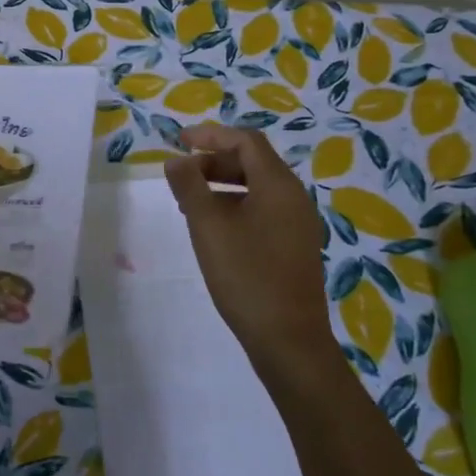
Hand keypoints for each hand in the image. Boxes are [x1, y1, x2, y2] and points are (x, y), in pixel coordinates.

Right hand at [165, 124, 333, 375]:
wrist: (289, 340)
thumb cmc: (246, 276)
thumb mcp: (208, 226)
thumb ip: (190, 186)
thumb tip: (176, 160)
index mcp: (278, 185)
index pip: (246, 141)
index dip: (211, 135)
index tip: (179, 141)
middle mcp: (294, 197)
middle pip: (253, 161)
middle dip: (214, 161)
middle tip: (181, 175)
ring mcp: (298, 223)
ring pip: (258, 187)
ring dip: (223, 185)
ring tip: (190, 201)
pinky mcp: (295, 246)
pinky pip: (264, 209)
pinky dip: (235, 205)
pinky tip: (214, 228)